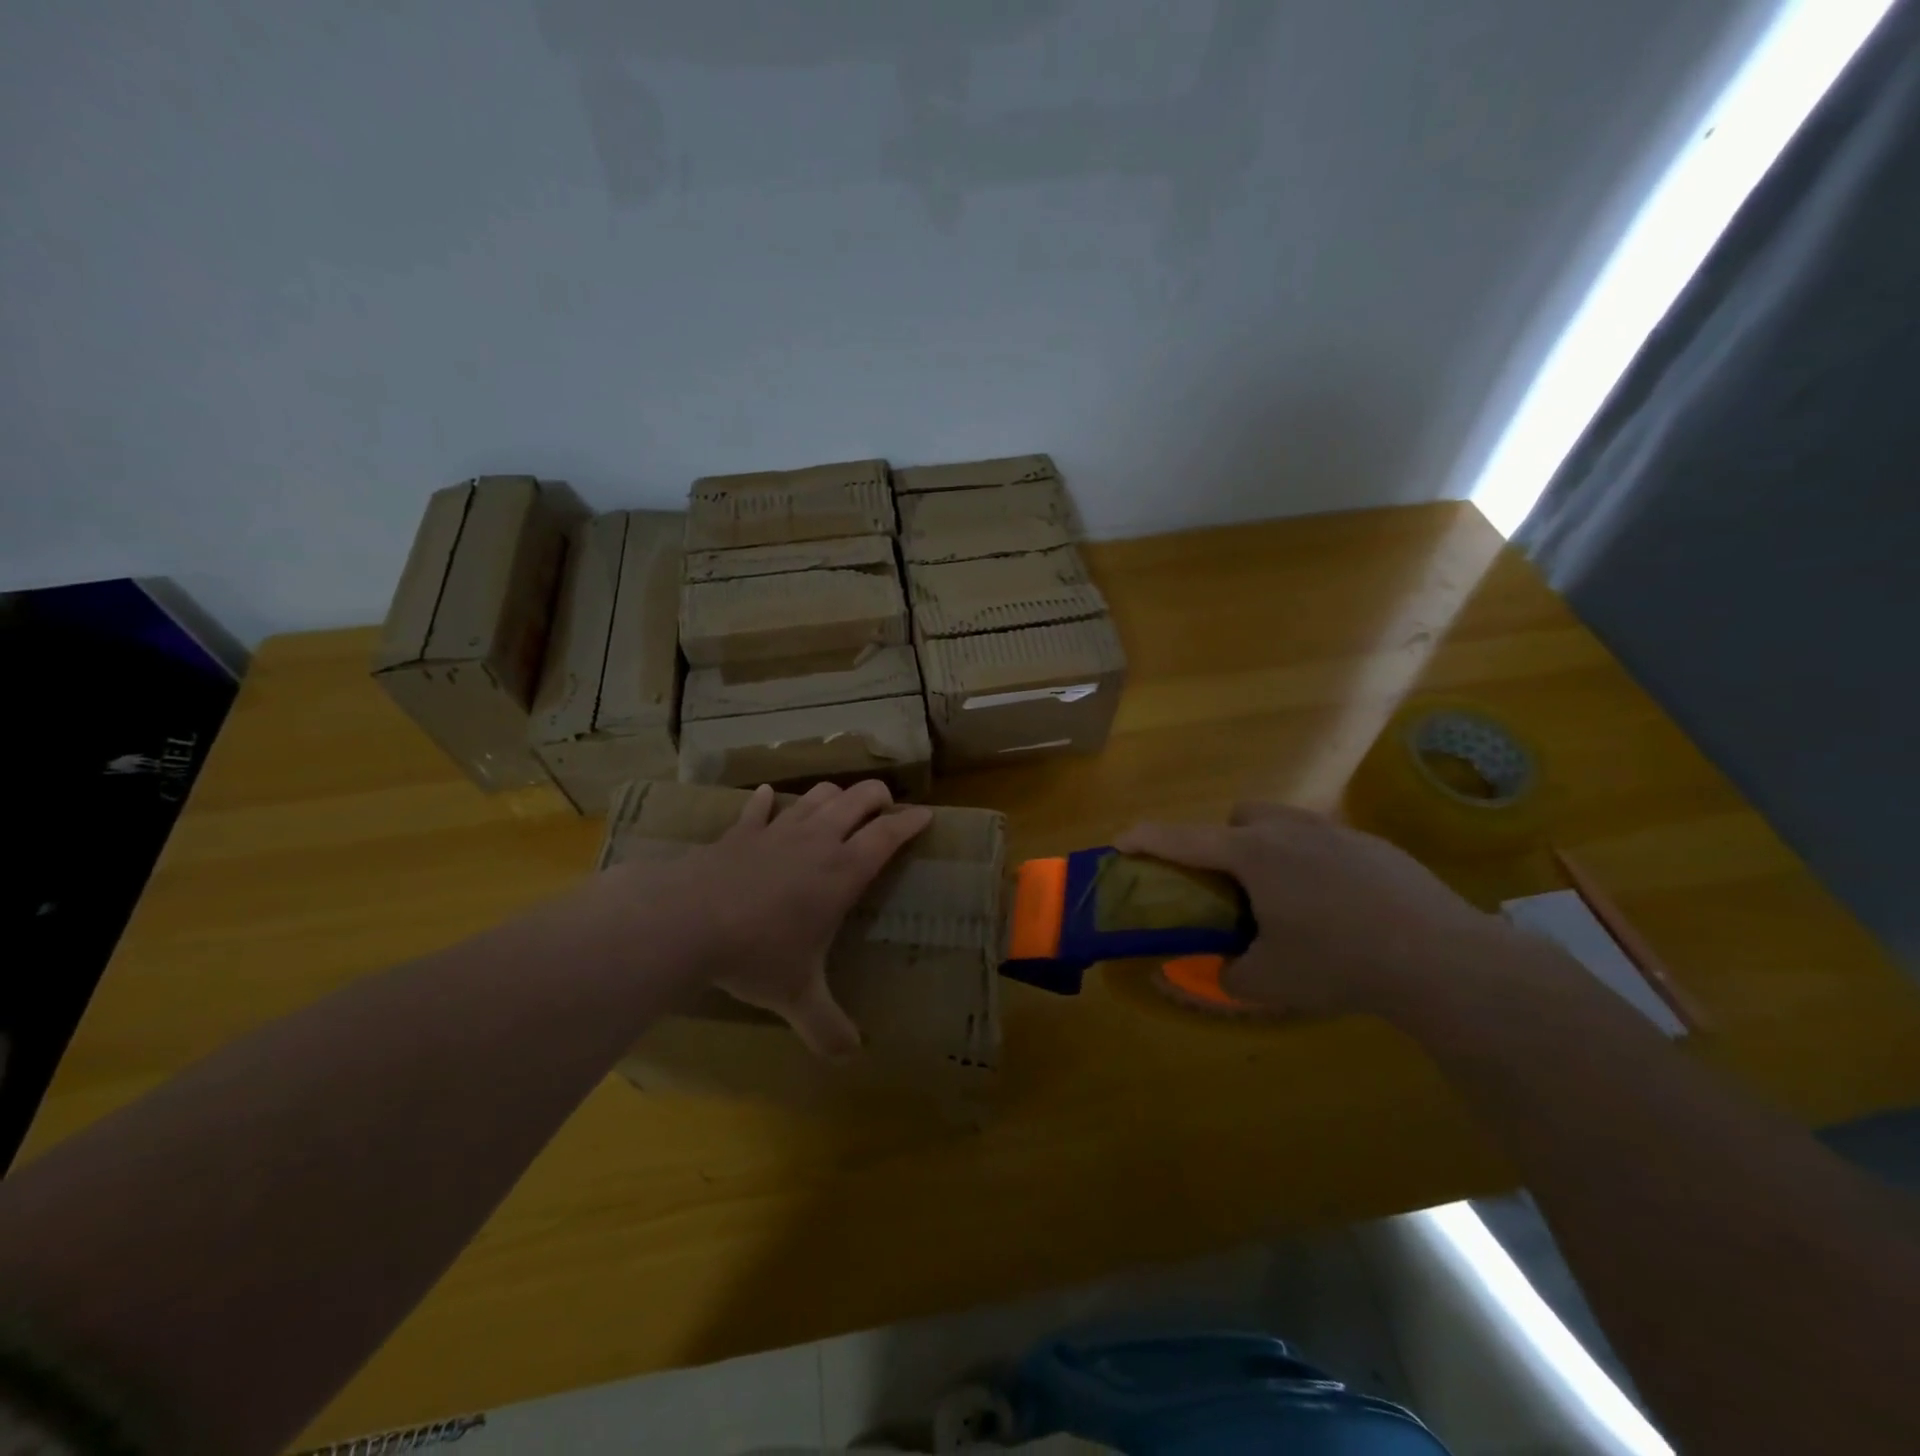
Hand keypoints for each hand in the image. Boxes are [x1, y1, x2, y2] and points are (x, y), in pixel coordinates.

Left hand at [629, 780, 930, 1057]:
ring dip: (833, 796)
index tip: (926, 815)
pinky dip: (767, 801)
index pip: (889, 834)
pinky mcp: (740, 832)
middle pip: (858, 798)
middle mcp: (817, 840)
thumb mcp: (797, 996)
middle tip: (884, 808)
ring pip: (816, 795)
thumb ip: (827, 1026)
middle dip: (878, 796)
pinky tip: (767, 799)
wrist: (686, 921)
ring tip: (838, 807)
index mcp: (843, 871)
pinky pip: (759, 807)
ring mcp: (777, 830)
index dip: (911, 821)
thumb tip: (850, 1058)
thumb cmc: (756, 954)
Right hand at [1116, 803, 1504, 1019]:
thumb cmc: (1339, 962)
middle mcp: (1289, 830)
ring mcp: (1337, 832)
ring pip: (1284, 822)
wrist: (1442, 958)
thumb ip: (1220, 976)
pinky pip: (1325, 841)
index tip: (1120, 841)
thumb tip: (1187, 979)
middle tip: (1231, 888)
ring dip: (1268, 847)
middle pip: (1238, 818)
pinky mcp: (1375, 845)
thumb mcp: (1269, 980)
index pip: (1183, 839)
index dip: (1146, 838)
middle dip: (1224, 843)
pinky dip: (1312, 862)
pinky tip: (1337, 905)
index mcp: (1253, 855)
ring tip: (1284, 895)